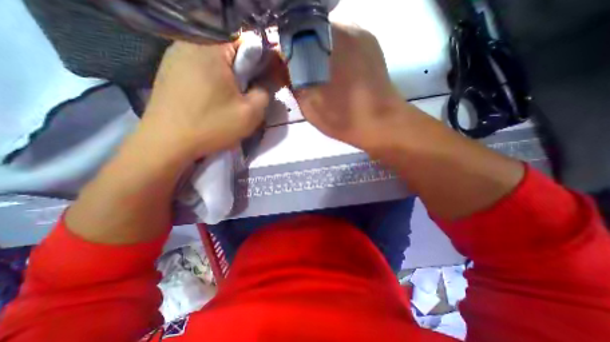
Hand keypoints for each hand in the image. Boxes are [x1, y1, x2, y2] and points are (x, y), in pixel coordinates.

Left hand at [140, 40, 272, 162]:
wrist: (167, 143)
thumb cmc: (212, 126)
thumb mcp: (250, 113)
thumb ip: (265, 94)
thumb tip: (263, 85)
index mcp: (212, 50)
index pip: (247, 44)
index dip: (260, 63)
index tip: (261, 83)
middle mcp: (189, 45)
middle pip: (229, 53)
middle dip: (243, 73)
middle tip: (245, 95)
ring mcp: (174, 57)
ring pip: (214, 62)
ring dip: (227, 79)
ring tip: (227, 100)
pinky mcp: (168, 71)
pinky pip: (199, 69)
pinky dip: (211, 81)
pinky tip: (210, 100)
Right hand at [295, 25, 408, 150]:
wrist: (381, 122)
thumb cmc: (343, 119)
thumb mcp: (309, 106)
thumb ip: (292, 83)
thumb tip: (280, 67)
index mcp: (322, 46)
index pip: (291, 36)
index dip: (284, 52)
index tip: (284, 69)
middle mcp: (342, 28)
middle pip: (309, 31)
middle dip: (300, 50)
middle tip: (301, 73)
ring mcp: (359, 32)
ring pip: (325, 34)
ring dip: (317, 50)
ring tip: (319, 74)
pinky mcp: (370, 41)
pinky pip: (342, 39)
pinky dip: (333, 51)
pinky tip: (336, 70)